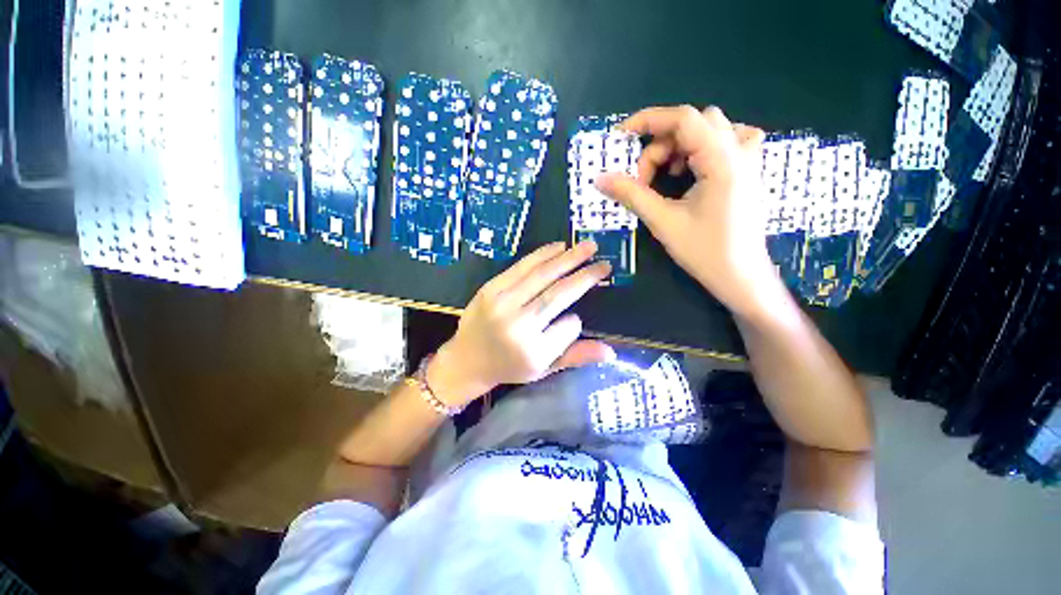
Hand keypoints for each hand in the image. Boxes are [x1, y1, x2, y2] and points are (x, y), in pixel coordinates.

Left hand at [426, 241, 615, 406]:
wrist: (466, 359)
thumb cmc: (508, 367)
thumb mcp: (543, 370)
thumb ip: (575, 357)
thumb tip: (611, 351)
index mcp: (532, 352)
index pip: (569, 326)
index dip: (576, 320)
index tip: (575, 318)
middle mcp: (518, 326)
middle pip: (557, 294)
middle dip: (584, 275)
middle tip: (604, 262)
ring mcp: (502, 304)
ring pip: (541, 276)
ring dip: (567, 259)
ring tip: (588, 247)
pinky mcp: (490, 289)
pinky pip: (521, 267)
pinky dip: (542, 255)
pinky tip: (559, 247)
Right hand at [596, 105, 790, 320]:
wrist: (742, 277)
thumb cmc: (705, 252)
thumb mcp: (663, 222)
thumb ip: (631, 195)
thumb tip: (600, 179)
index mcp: (723, 161)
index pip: (684, 119)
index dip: (648, 121)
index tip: (620, 136)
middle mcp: (741, 151)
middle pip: (694, 123)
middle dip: (661, 145)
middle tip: (644, 178)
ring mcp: (750, 159)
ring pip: (709, 129)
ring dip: (679, 147)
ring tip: (667, 177)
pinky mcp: (749, 170)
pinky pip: (725, 141)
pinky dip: (699, 149)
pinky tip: (690, 173)